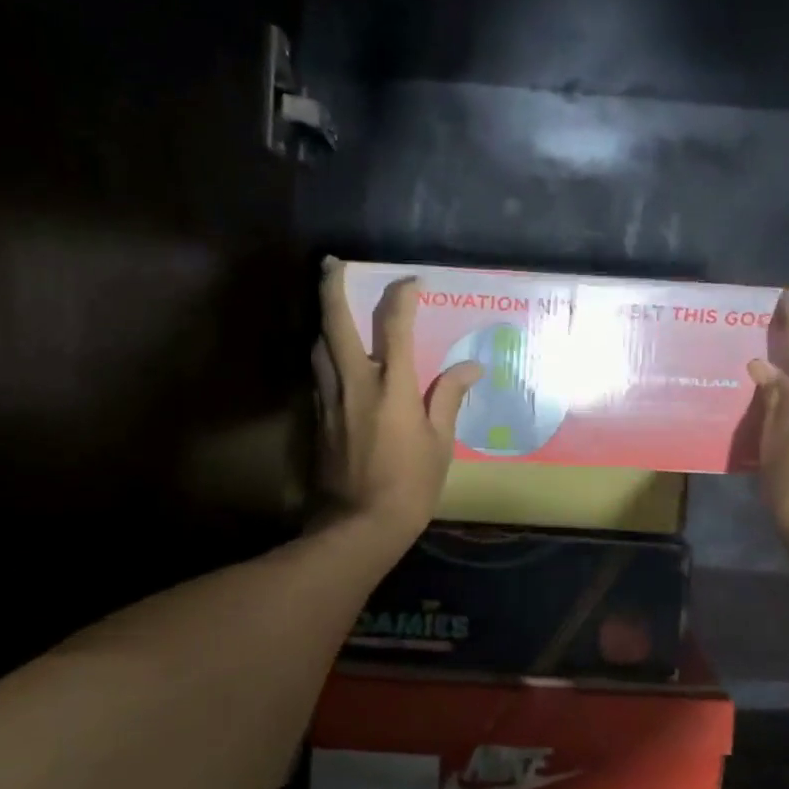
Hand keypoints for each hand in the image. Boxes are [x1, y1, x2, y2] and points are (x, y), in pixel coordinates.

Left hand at [314, 258, 482, 548]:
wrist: (359, 524)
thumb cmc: (410, 485)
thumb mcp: (440, 443)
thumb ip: (448, 397)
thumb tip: (471, 367)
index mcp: (392, 386)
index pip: (395, 325)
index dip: (402, 296)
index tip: (411, 283)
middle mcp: (355, 382)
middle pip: (335, 323)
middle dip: (332, 287)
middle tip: (331, 263)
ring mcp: (330, 399)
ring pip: (319, 347)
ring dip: (325, 322)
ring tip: (333, 310)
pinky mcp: (317, 418)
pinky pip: (318, 375)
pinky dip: (325, 356)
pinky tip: (333, 358)